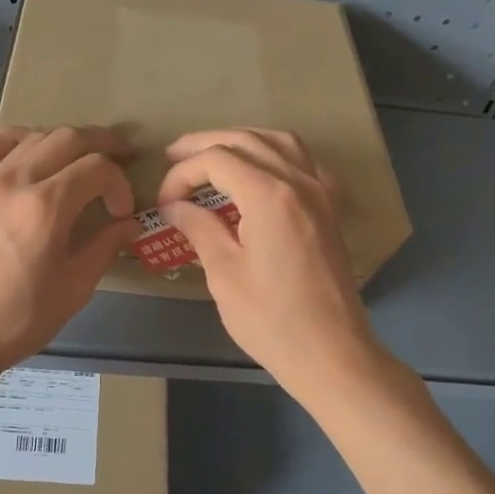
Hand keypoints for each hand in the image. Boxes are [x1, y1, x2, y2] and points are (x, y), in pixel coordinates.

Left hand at [0, 126, 137, 379]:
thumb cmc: (17, 320)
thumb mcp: (73, 289)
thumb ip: (104, 247)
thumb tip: (128, 224)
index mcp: (47, 206)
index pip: (98, 168)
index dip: (120, 183)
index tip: (123, 212)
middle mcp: (16, 181)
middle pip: (68, 138)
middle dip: (103, 143)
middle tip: (124, 156)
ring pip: (32, 137)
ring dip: (64, 141)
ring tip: (81, 158)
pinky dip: (15, 141)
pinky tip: (27, 154)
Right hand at [158, 129, 385, 394]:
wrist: (331, 353)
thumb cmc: (271, 319)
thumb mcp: (224, 273)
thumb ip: (199, 228)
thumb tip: (173, 206)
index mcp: (270, 195)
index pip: (216, 160)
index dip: (182, 173)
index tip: (164, 202)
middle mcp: (299, 181)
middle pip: (247, 140)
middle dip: (205, 144)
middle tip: (173, 157)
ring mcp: (321, 193)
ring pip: (280, 143)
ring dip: (243, 141)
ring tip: (213, 157)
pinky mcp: (329, 210)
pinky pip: (304, 164)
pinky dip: (276, 156)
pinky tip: (261, 174)